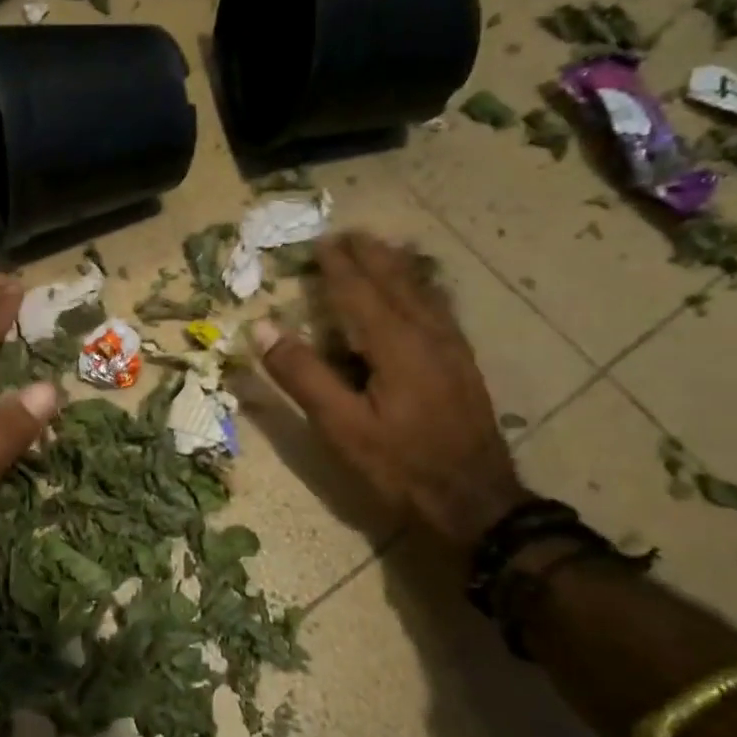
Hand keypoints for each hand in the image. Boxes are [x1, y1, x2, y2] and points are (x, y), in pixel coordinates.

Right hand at [251, 232, 526, 549]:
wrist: (475, 502)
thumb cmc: (399, 465)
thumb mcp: (340, 425)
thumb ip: (302, 373)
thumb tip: (261, 326)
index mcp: (394, 344)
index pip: (359, 291)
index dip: (337, 266)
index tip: (319, 242)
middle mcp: (427, 334)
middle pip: (396, 282)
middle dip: (370, 256)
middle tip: (348, 234)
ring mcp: (451, 349)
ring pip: (423, 292)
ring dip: (398, 267)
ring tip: (381, 249)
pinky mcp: (462, 365)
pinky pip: (440, 309)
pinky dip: (422, 288)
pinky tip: (421, 294)